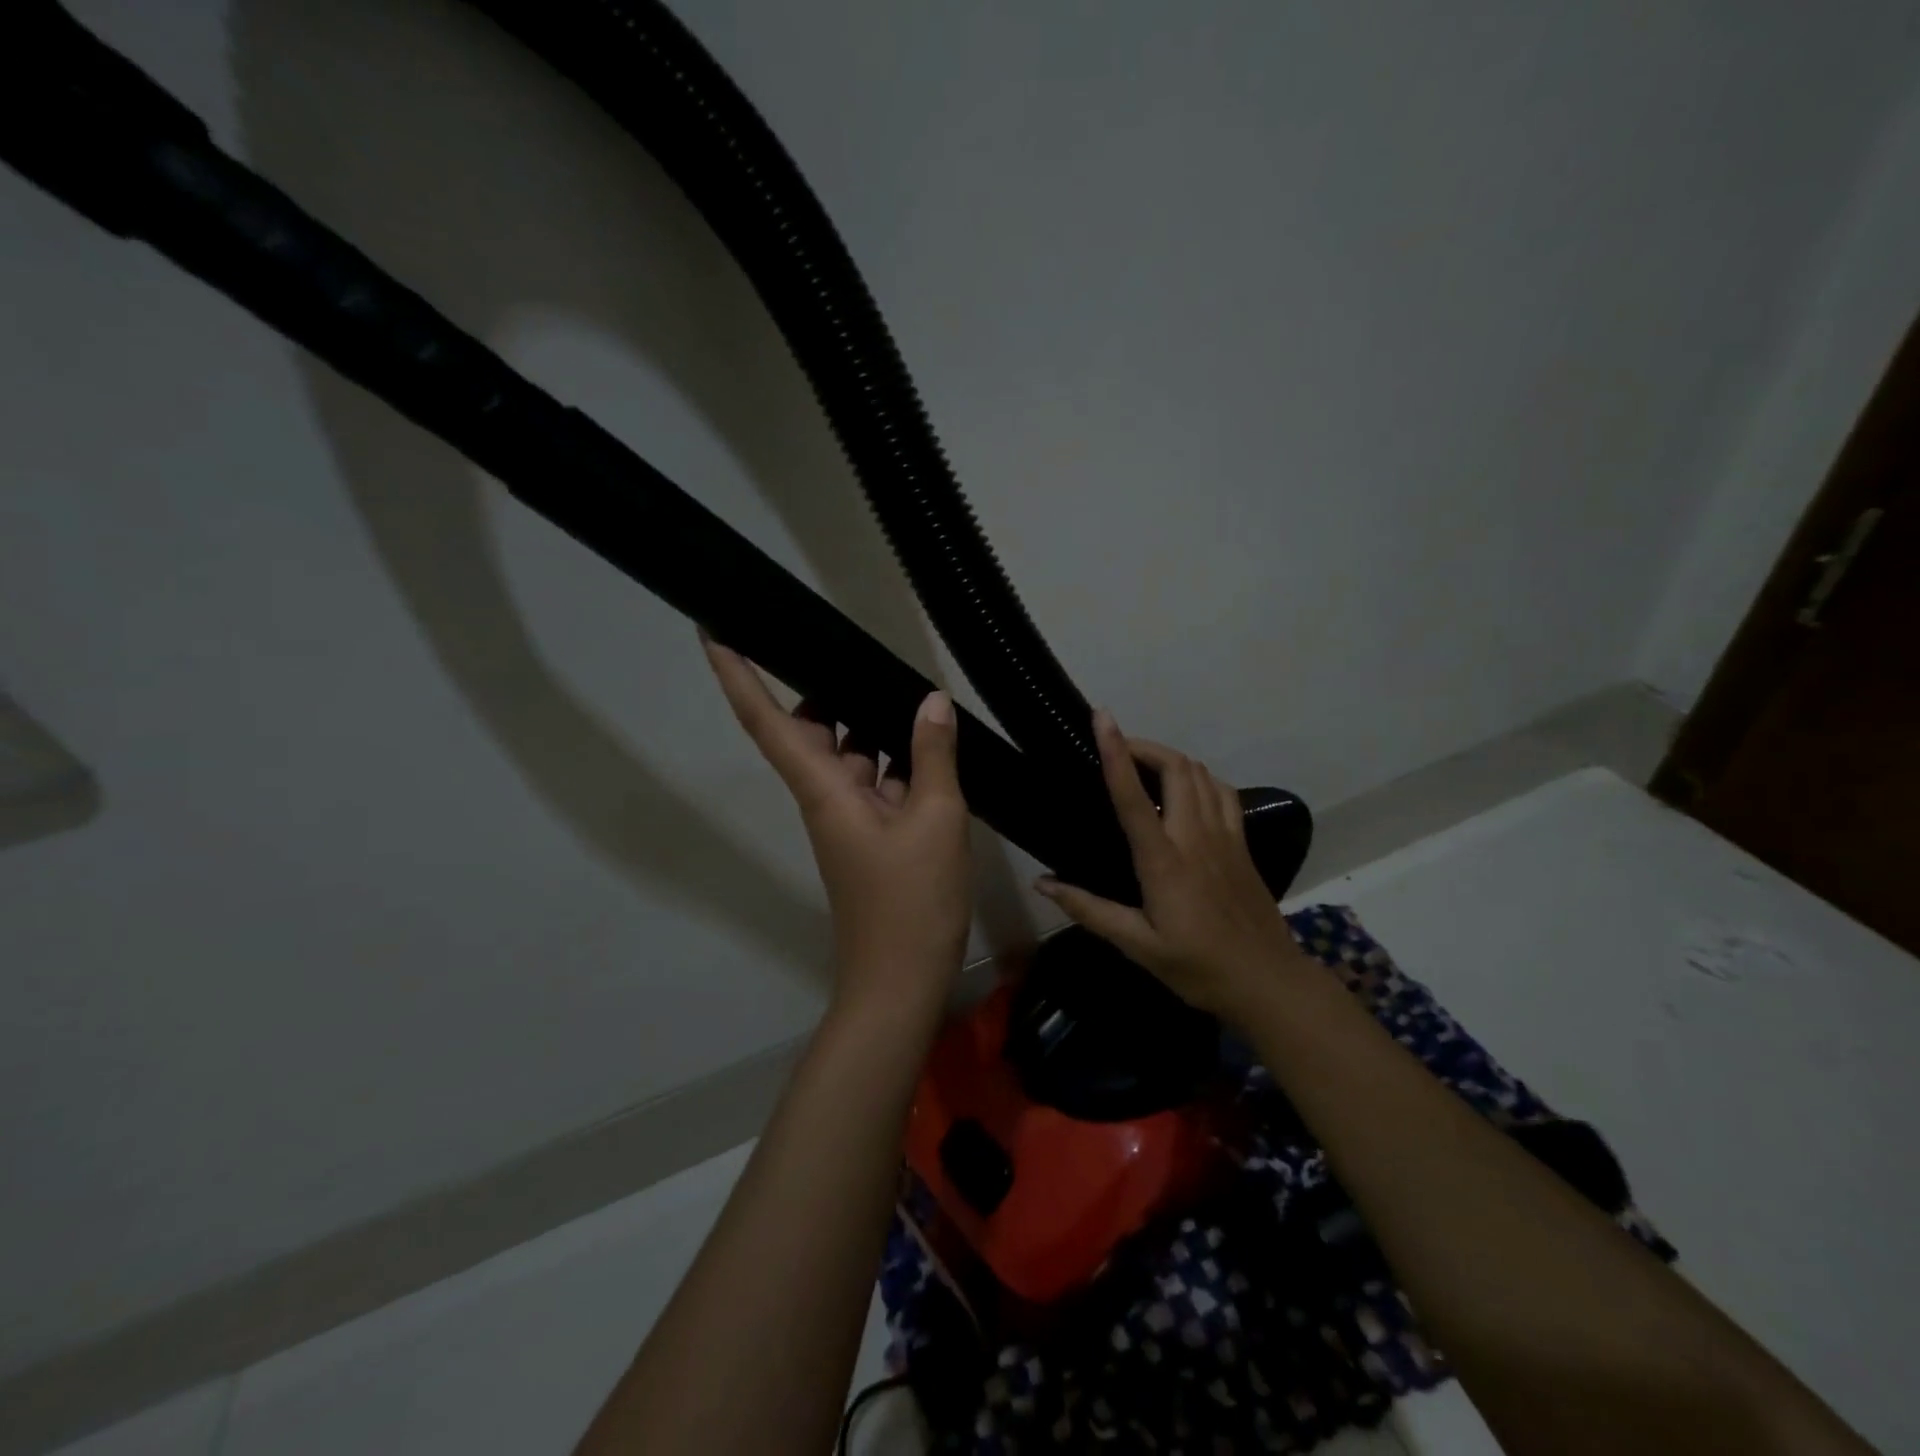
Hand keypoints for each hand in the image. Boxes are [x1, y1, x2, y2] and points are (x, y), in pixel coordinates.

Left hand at [701, 636, 971, 1015]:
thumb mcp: (935, 821)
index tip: (712, 631)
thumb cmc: (911, 902)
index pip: (766, 720)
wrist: (902, 981)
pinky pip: (876, 781)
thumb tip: (931, 701)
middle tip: (848, 646)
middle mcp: (825, 797)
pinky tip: (929, 741)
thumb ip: (933, 756)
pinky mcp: (872, 835)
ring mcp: (849, 818)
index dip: (736, 674)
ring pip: (848, 754)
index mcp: (822, 790)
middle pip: (808, 730)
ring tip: (901, 685)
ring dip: (866, 722)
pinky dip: (896, 759)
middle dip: (821, 689)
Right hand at [1035, 708, 1304, 1019]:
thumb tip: (1042, 883)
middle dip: (1145, 746)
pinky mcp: (1242, 843)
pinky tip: (1186, 790)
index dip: (1115, 752)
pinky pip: (1223, 792)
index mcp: (1164, 862)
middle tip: (1117, 748)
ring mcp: (1225, 837)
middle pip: (1175, 768)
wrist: (1268, 982)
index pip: (1133, 797)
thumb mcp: (1137, 946)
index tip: (1101, 718)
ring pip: (1201, 774)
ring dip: (1171, 758)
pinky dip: (1200, 778)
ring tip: (1145, 765)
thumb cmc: (1198, 968)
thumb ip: (1089, 909)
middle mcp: (1195, 838)